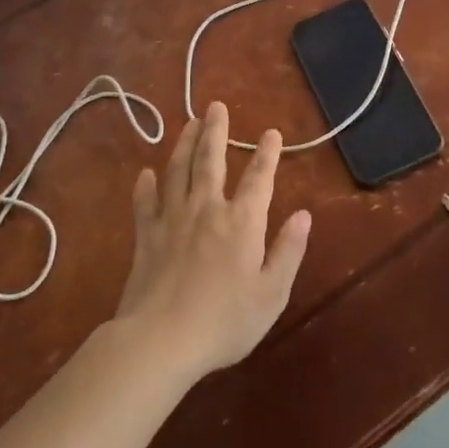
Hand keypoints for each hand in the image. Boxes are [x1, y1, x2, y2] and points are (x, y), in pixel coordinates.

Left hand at [113, 102, 311, 380]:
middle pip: (211, 160)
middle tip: (216, 106)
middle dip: (216, 131)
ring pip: (178, 171)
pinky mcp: (146, 237)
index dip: (267, 153)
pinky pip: (145, 203)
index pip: (259, 177)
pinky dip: (145, 186)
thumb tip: (303, 214)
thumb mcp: (271, 293)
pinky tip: (145, 173)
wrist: (160, 341)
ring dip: (184, 144)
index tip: (271, 132)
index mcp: (242, 221)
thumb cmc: (224, 321)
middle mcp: (207, 209)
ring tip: (189, 123)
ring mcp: (172, 220)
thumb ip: (288, 251)